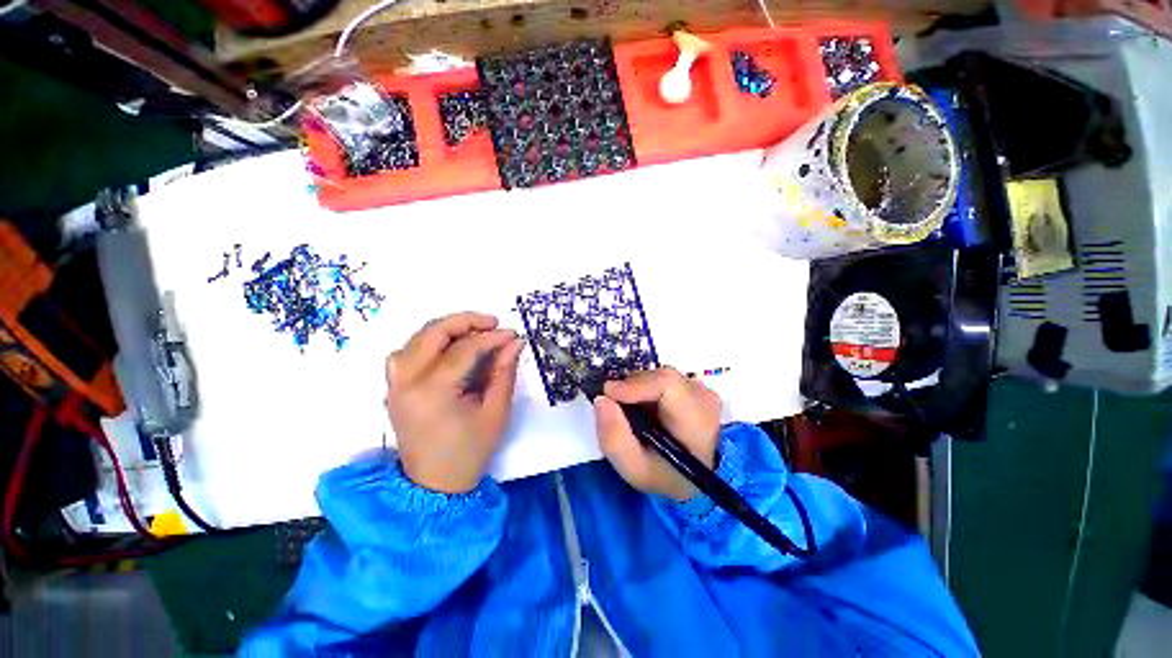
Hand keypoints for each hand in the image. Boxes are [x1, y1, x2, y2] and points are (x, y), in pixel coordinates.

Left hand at [386, 312, 524, 492]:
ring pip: (416, 339)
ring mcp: (395, 385)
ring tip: (472, 333)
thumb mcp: (496, 412)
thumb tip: (514, 342)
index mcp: (433, 392)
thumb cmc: (470, 451)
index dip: (491, 337)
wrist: (436, 485)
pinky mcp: (394, 389)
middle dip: (465, 321)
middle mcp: (407, 383)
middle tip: (492, 323)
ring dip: (445, 329)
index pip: (464, 350)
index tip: (512, 334)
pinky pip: (405, 354)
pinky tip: (445, 349)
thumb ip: (504, 372)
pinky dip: (426, 343)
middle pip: (432, 333)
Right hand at [593, 367, 721, 501]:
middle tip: (616, 409)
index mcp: (696, 420)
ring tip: (632, 414)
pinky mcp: (694, 386)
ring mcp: (701, 389)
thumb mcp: (634, 468)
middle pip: (659, 377)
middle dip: (631, 388)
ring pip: (658, 375)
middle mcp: (703, 397)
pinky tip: (644, 409)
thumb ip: (614, 438)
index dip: (634, 385)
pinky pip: (662, 378)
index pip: (667, 383)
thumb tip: (601, 399)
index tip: (609, 395)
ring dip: (638, 389)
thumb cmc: (663, 475)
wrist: (690, 476)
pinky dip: (646, 389)